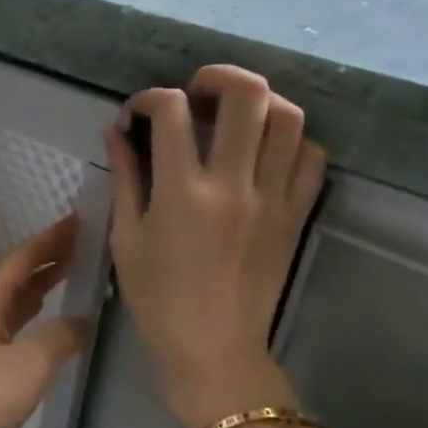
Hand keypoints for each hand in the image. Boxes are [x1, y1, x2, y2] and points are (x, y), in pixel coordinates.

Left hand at [0, 216, 87, 427]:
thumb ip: (61, 336)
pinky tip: (47, 317)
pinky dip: (31, 309)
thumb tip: (83, 317)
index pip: (20, 258)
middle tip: (79, 246)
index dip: (49, 239)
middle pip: (11, 271)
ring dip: (37, 281)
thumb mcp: (31, 364)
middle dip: (43, 256)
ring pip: (9, 295)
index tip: (77, 221)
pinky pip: (10, 320)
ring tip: (70, 272)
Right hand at [104, 65, 326, 427]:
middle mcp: (233, 185)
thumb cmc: (157, 298)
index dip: (150, 98)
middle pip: (246, 96)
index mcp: (182, 192)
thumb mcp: (127, 237)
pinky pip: (311, 160)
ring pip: (289, 120)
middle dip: (218, 76)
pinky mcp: (296, 216)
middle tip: (198, 90)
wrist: (213, 350)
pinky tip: (266, 150)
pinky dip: (292, 141)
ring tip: (237, 114)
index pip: (171, 111)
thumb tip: (116, 131)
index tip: (139, 112)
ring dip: (261, 103)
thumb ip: (126, 176)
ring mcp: (273, 199)